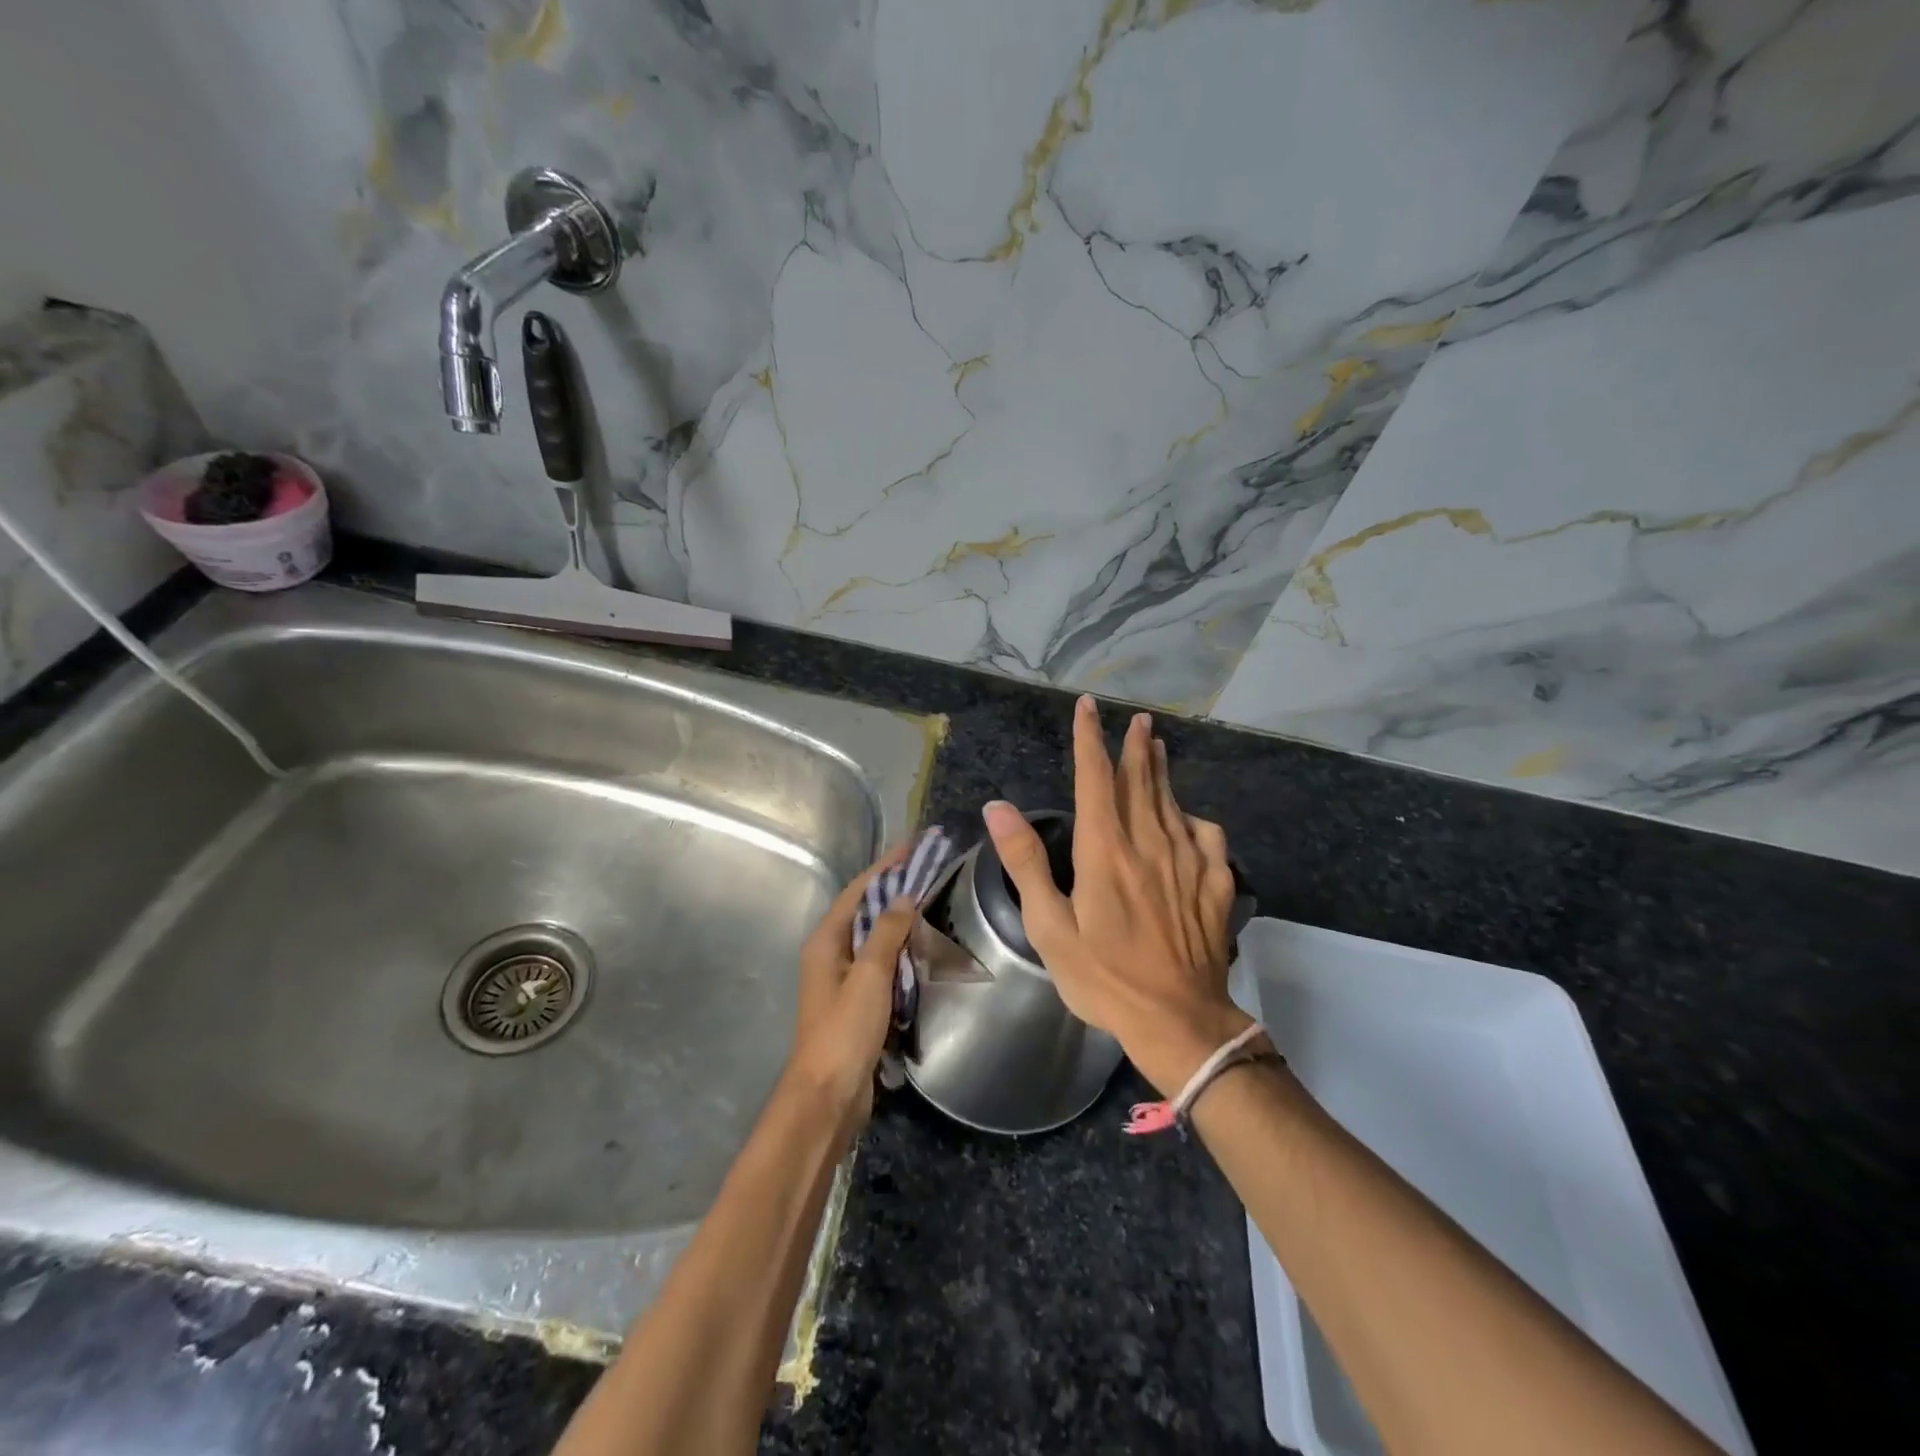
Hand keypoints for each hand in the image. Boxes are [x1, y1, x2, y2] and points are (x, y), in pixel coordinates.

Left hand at [783, 843, 916, 1137]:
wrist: (828, 1096)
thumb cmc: (845, 1030)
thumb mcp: (869, 975)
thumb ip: (887, 932)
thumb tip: (905, 896)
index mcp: (826, 940)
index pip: (859, 890)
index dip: (886, 865)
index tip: (915, 845)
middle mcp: (831, 952)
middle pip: (865, 909)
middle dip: (895, 887)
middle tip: (929, 868)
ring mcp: (843, 978)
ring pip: (874, 936)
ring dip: (899, 917)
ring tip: (932, 898)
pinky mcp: (857, 1000)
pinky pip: (881, 962)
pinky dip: (900, 948)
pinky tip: (923, 945)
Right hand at [983, 696, 1249, 1095]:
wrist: (1179, 1020)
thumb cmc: (1103, 977)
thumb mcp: (1049, 927)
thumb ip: (1025, 862)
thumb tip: (998, 807)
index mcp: (1105, 850)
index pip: (1096, 778)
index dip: (1089, 739)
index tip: (1087, 707)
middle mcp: (1149, 843)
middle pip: (1140, 781)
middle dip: (1135, 746)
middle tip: (1137, 719)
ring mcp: (1187, 862)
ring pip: (1173, 802)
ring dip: (1162, 772)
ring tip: (1158, 748)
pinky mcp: (1215, 884)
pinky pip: (1208, 836)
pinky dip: (1196, 818)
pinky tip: (1191, 819)